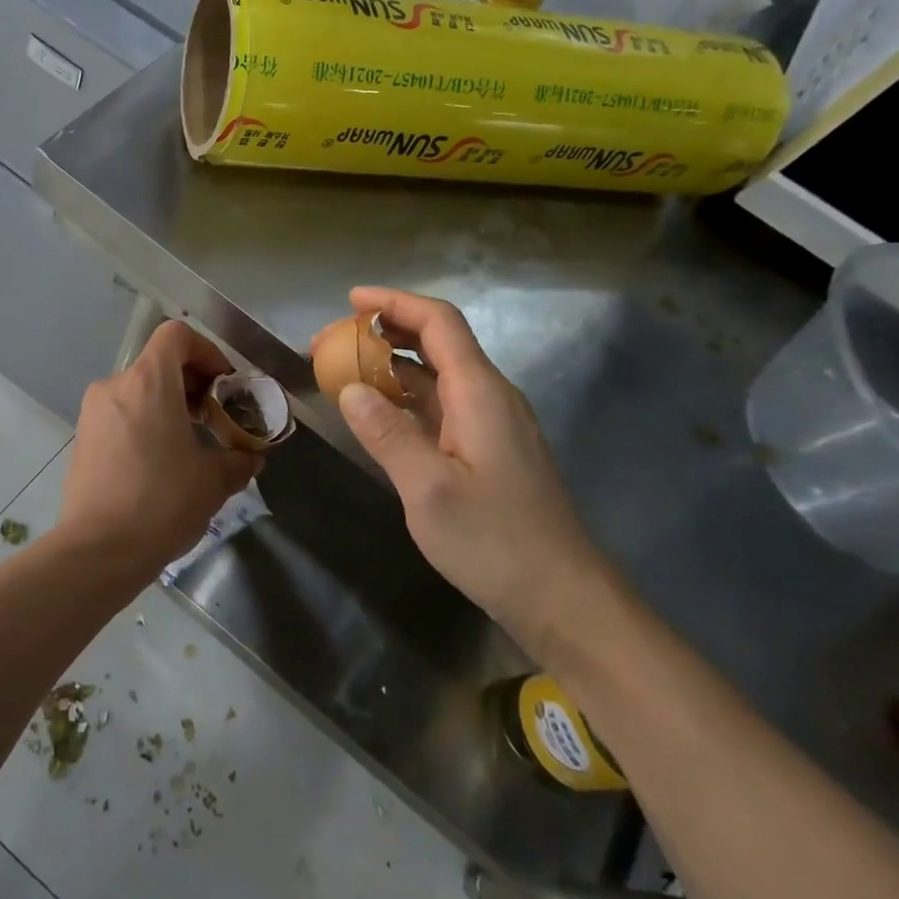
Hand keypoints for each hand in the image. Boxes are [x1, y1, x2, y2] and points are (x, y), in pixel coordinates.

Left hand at [61, 320, 261, 578]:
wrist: (98, 550)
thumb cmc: (162, 503)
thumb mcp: (214, 481)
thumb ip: (238, 459)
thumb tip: (250, 457)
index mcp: (148, 383)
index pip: (176, 335)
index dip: (206, 350)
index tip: (223, 385)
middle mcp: (115, 387)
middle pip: (158, 363)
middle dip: (191, 383)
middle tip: (214, 418)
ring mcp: (93, 413)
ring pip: (138, 391)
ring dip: (168, 406)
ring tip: (189, 445)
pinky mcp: (81, 439)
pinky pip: (120, 415)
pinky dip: (144, 423)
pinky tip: (159, 463)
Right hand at [334, 287, 604, 643]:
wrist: (562, 598)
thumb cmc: (495, 542)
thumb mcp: (428, 489)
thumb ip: (387, 434)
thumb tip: (350, 389)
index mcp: (481, 393)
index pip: (439, 323)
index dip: (395, 303)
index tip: (350, 301)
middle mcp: (491, 397)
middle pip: (439, 342)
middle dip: (387, 331)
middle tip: (336, 342)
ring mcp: (493, 425)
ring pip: (439, 376)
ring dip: (394, 366)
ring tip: (346, 372)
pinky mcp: (489, 451)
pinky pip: (443, 406)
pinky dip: (407, 398)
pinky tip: (379, 415)